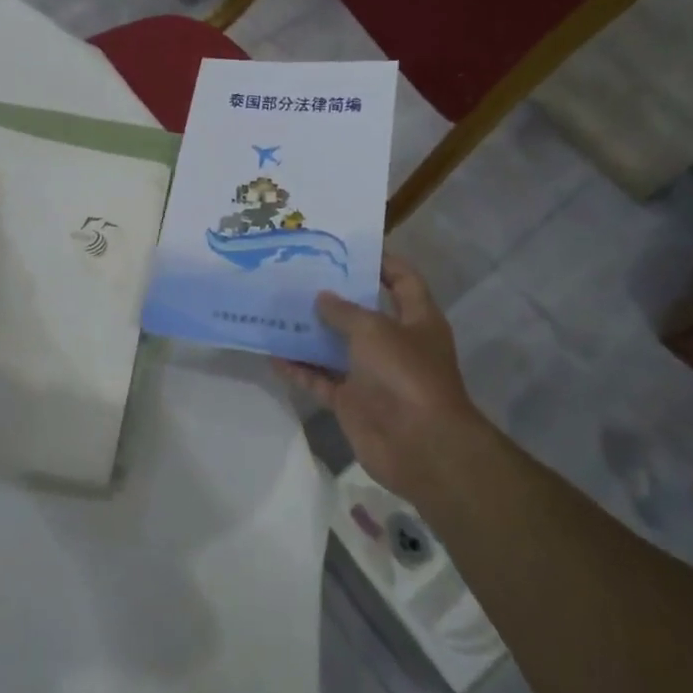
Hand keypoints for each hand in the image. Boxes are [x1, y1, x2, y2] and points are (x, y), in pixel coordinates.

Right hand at [277, 255, 487, 507]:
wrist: (419, 445)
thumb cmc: (405, 374)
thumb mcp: (374, 330)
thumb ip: (345, 311)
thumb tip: (323, 297)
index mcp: (417, 319)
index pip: (402, 280)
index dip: (381, 261)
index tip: (346, 248)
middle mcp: (395, 343)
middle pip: (363, 313)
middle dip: (334, 296)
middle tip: (299, 274)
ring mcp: (372, 374)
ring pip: (337, 347)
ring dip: (311, 332)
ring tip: (278, 308)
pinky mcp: (352, 401)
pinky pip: (321, 379)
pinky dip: (300, 369)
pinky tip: (273, 353)